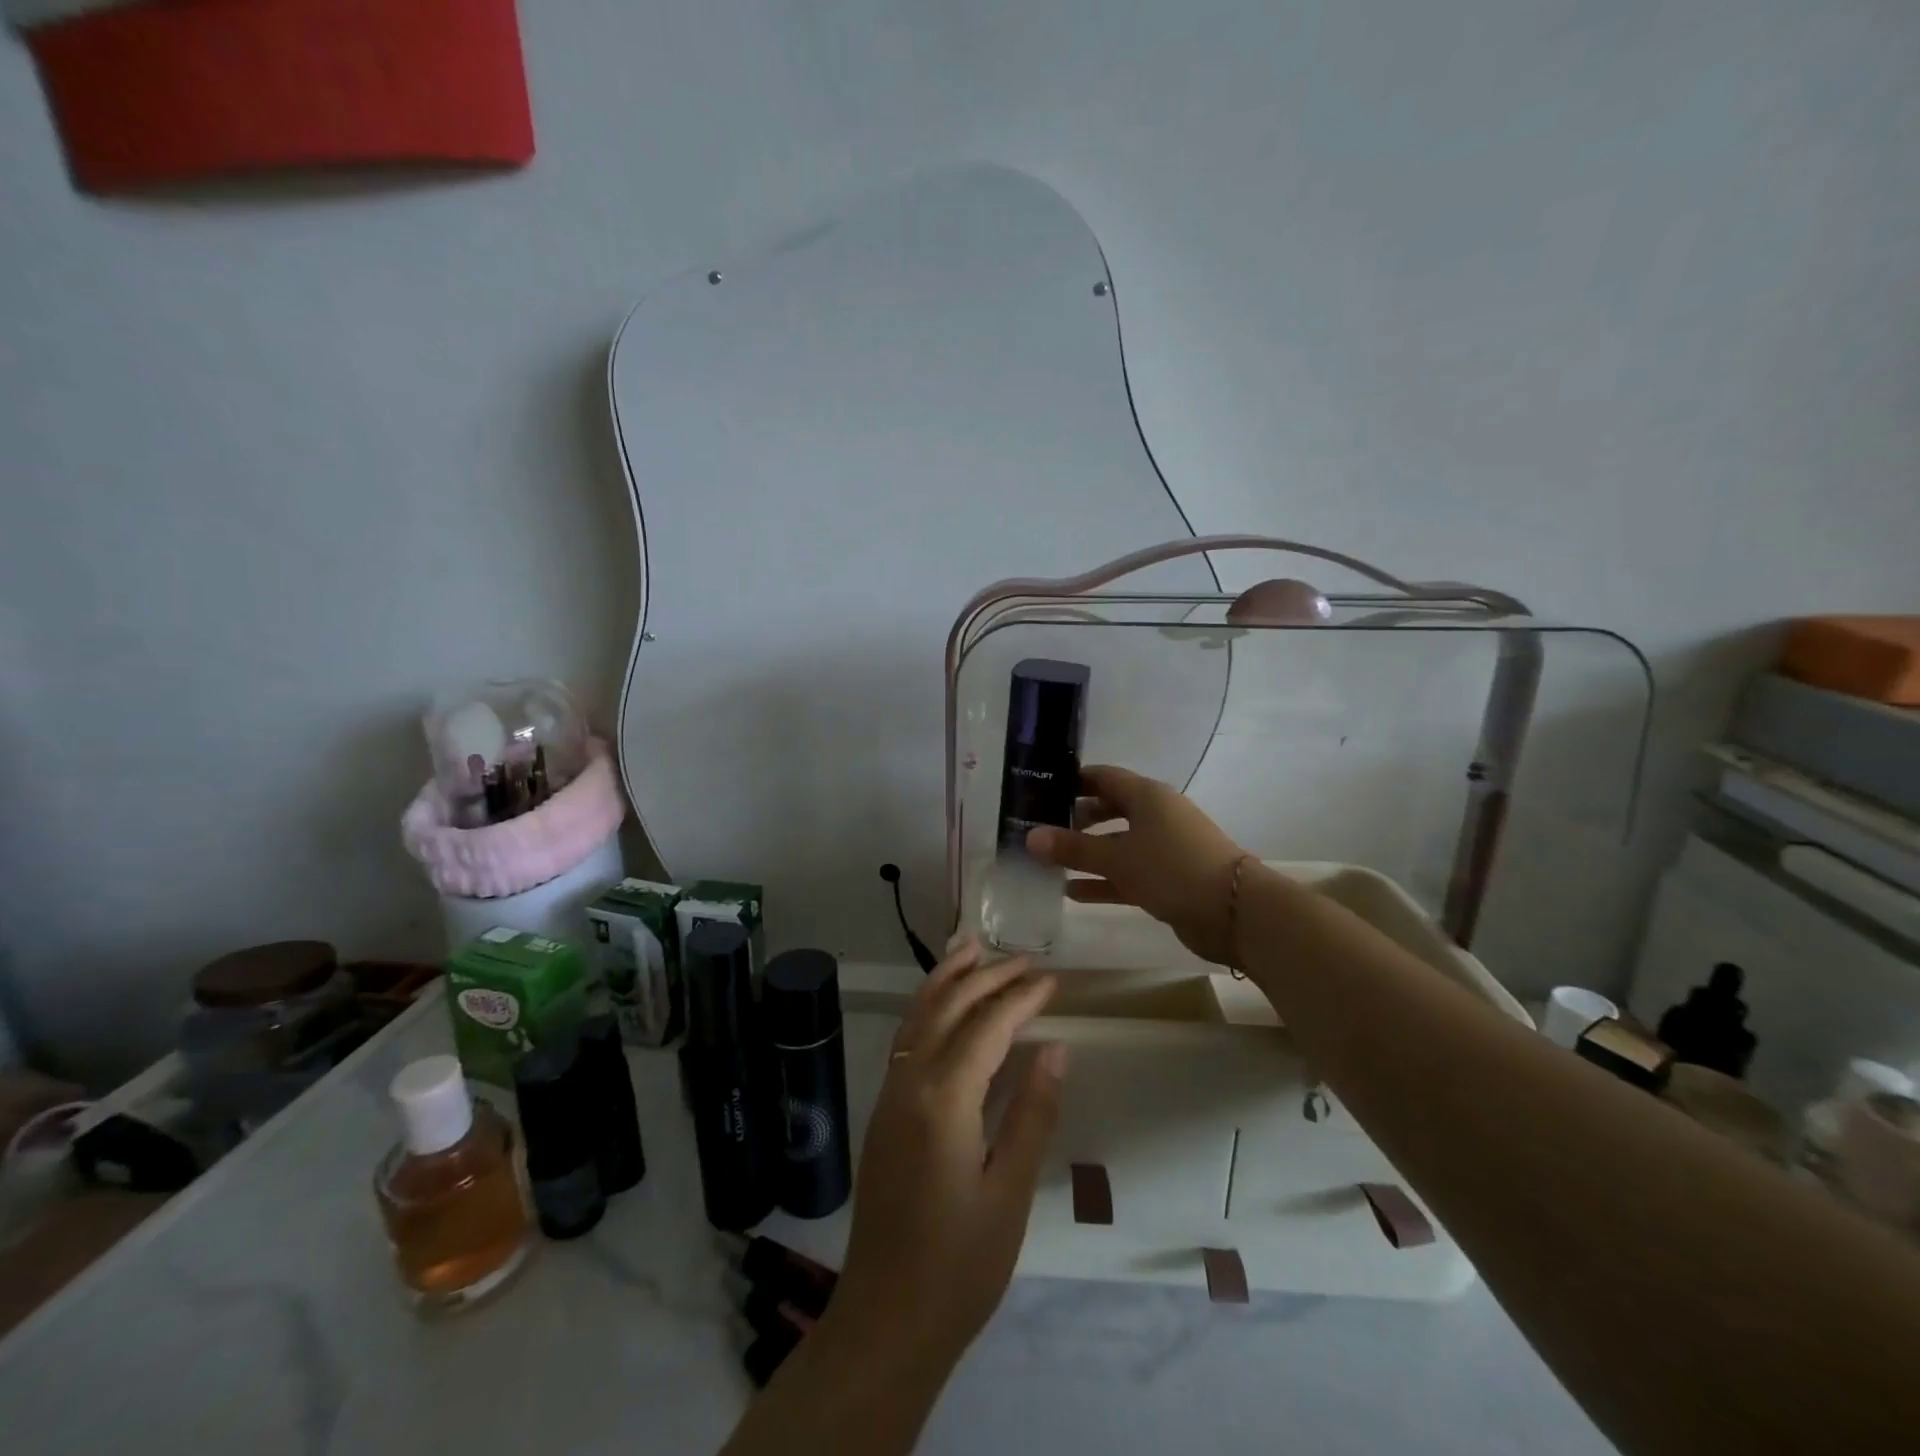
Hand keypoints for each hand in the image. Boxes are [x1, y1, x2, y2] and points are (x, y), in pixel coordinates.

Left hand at [832, 939, 1066, 1365]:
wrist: (886, 1319)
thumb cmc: (959, 1265)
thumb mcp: (1010, 1192)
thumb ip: (1033, 1113)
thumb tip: (1055, 1048)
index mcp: (944, 1100)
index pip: (987, 1026)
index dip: (1020, 998)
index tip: (1051, 979)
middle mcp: (909, 1083)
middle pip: (948, 1008)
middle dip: (987, 977)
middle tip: (1025, 959)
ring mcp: (889, 1094)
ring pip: (917, 1015)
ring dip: (947, 979)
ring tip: (972, 948)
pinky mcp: (883, 1110)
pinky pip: (906, 1039)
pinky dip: (927, 1007)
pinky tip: (943, 1004)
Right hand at [1027, 763, 1247, 964]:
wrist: (1233, 911)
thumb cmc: (1172, 868)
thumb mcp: (1117, 857)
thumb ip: (1073, 848)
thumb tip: (1030, 837)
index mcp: (1147, 796)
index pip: (1103, 777)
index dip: (1074, 781)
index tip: (1042, 789)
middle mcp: (1156, 816)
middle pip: (1109, 810)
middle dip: (1077, 819)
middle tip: (1042, 828)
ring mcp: (1164, 848)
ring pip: (1117, 845)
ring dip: (1087, 854)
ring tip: (1049, 862)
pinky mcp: (1168, 879)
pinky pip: (1127, 874)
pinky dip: (1103, 881)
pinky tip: (1073, 892)